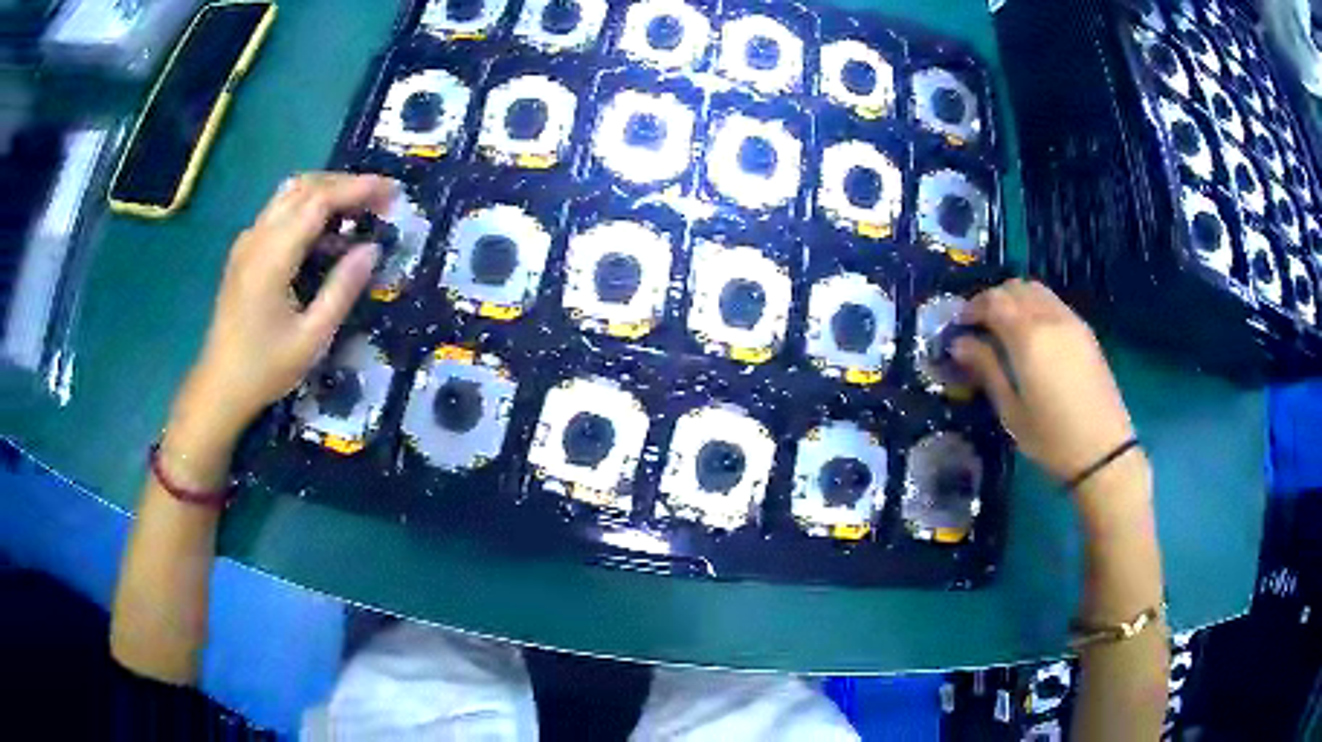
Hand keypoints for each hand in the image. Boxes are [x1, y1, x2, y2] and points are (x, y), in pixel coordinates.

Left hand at [177, 173, 397, 441]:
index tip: (392, 192)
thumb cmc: (265, 369)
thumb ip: (342, 289)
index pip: (319, 200)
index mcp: (272, 256)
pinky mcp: (244, 252)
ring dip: (326, 193)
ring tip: (358, 212)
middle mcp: (257, 237)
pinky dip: (308, 210)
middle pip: (304, 186)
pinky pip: (279, 213)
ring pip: (289, 195)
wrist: (219, 388)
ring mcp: (247, 242)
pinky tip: (325, 235)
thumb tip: (372, 249)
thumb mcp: (312, 338)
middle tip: (380, 201)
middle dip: (345, 184)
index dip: (358, 188)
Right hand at [952, 279, 1136, 484]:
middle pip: (1015, 288)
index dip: (973, 307)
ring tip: (1006, 327)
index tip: (960, 325)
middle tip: (981, 325)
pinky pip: (1054, 303)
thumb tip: (960, 343)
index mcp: (1028, 337)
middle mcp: (1050, 318)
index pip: (993, 301)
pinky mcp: (1085, 331)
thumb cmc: (1051, 437)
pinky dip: (1036, 307)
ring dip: (1016, 299)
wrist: (1103, 450)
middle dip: (993, 299)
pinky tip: (1034, 335)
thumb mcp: (1011, 410)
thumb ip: (986, 369)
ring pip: (1037, 290)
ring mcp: (1071, 321)